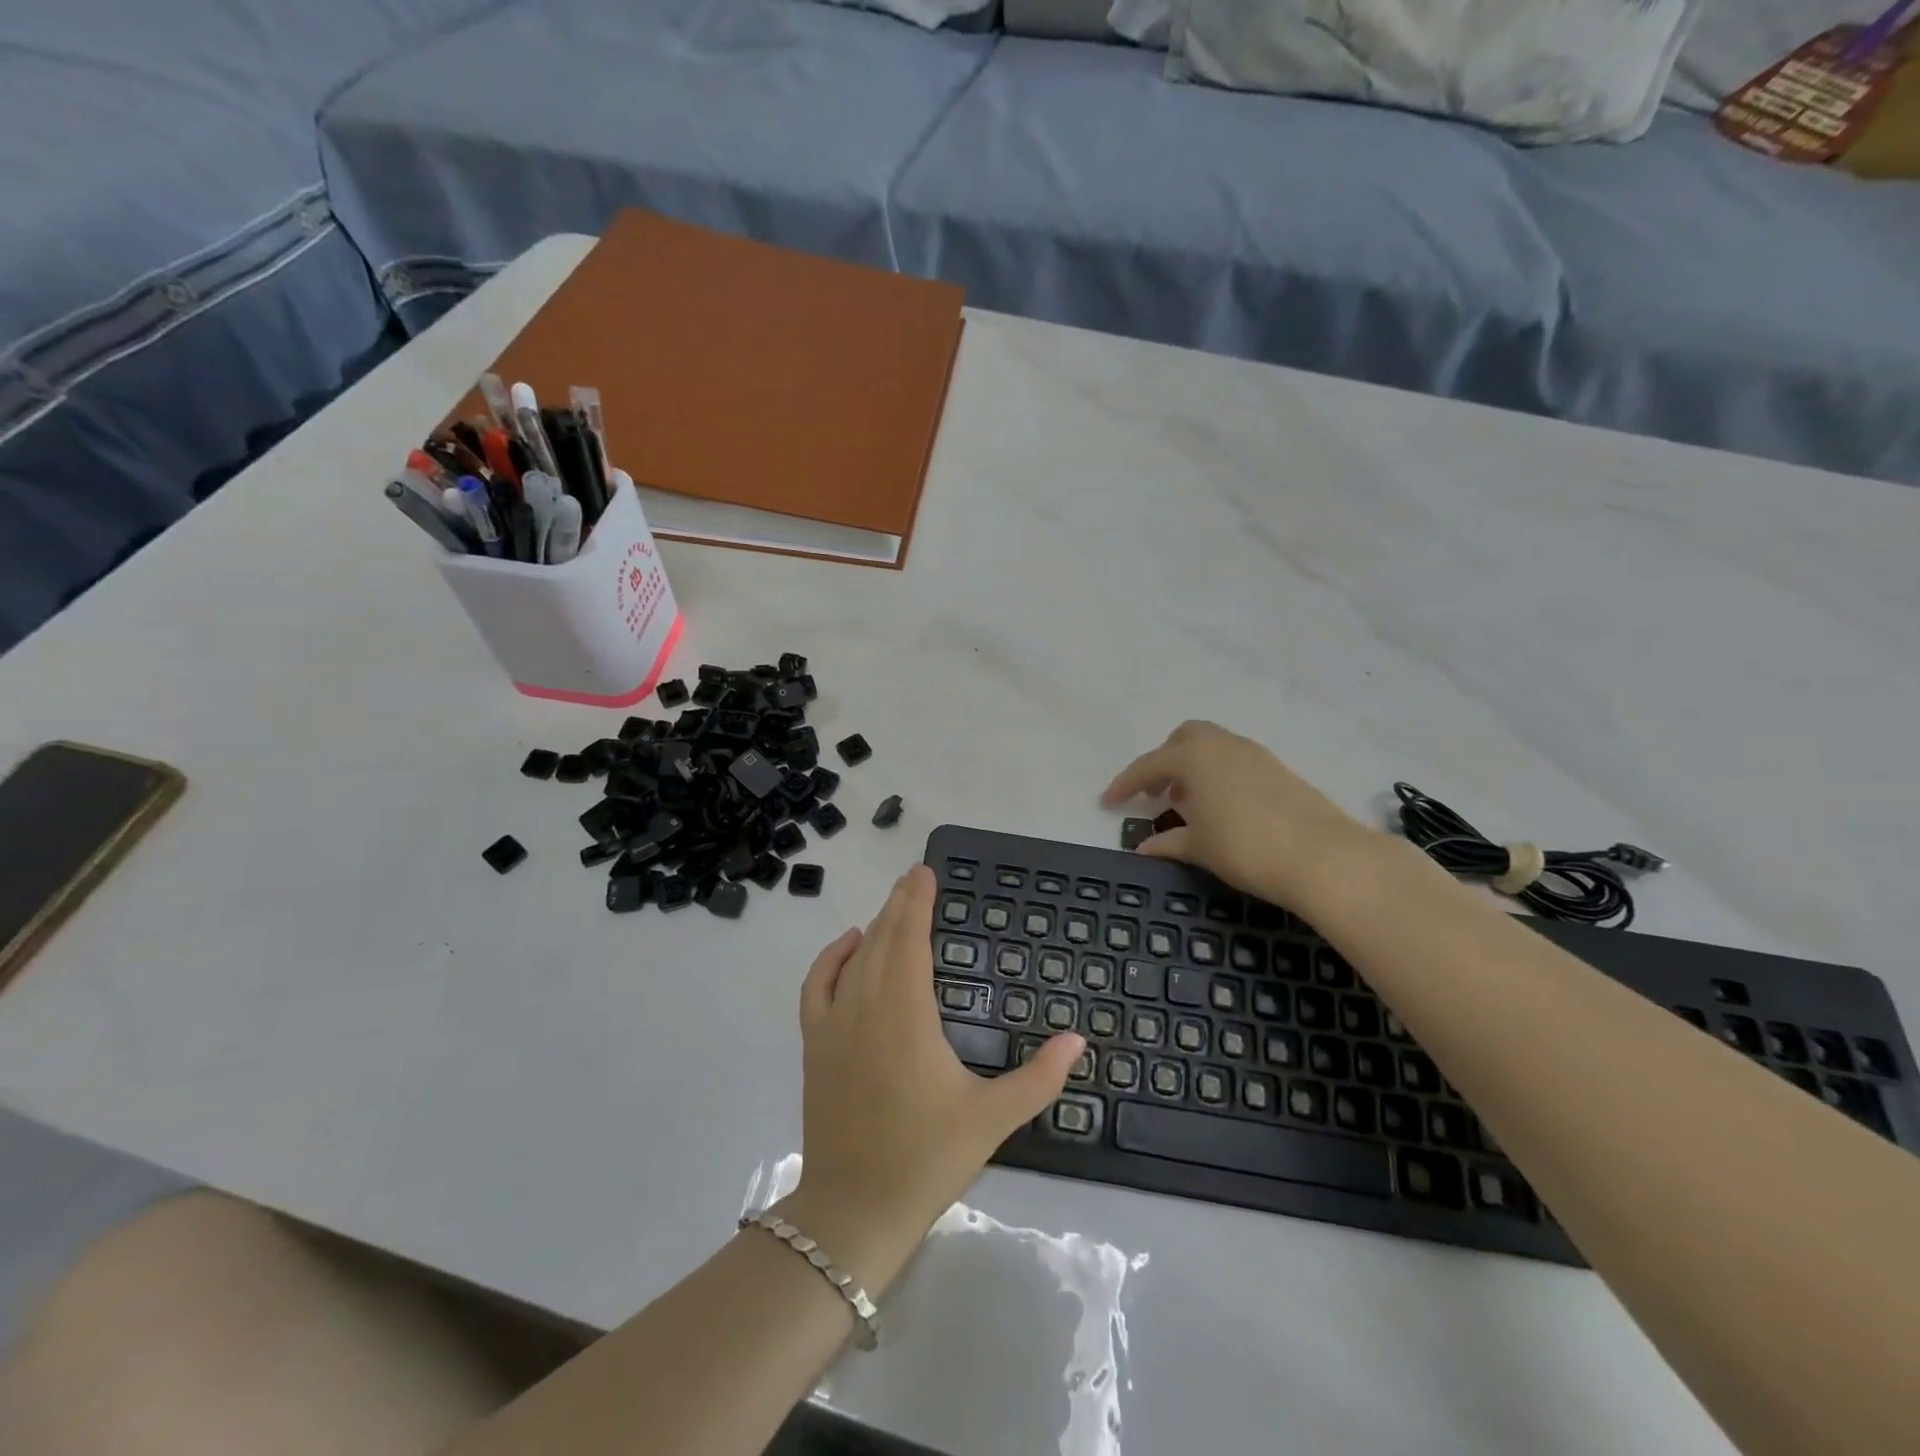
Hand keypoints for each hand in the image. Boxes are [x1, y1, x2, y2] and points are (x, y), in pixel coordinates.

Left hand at [784, 865, 1083, 1292]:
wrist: (854, 1209)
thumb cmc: (926, 1158)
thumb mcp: (992, 1119)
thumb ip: (1039, 1078)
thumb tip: (1079, 1040)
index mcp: (908, 1014)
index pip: (911, 939)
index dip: (917, 902)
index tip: (926, 872)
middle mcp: (867, 1006)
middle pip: (883, 938)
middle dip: (900, 903)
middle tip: (916, 876)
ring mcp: (835, 1023)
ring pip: (855, 957)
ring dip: (875, 926)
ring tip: (895, 906)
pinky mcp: (816, 1044)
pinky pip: (817, 985)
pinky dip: (831, 957)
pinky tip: (849, 944)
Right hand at [1102, 720, 1385, 916]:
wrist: (1323, 856)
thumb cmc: (1245, 848)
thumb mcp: (1199, 848)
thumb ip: (1168, 843)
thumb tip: (1144, 847)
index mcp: (1194, 758)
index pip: (1148, 765)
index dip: (1125, 784)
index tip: (1108, 802)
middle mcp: (1222, 746)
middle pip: (1184, 738)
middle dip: (1164, 760)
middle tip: (1156, 792)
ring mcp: (1254, 755)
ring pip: (1213, 746)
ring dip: (1193, 767)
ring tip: (1187, 802)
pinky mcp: (1278, 769)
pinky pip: (1235, 760)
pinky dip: (1218, 774)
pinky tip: (1220, 807)